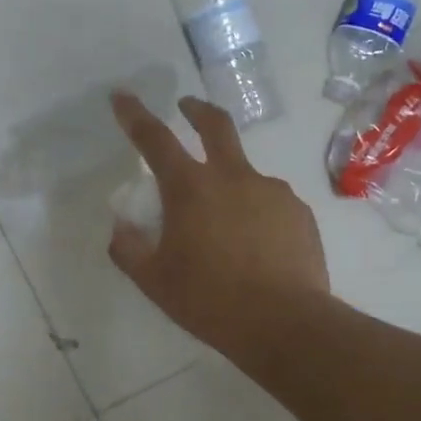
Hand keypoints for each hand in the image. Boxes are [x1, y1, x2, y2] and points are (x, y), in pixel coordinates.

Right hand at [108, 93, 327, 349]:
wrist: (285, 324)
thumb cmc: (209, 301)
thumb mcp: (154, 280)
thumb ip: (128, 248)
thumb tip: (121, 226)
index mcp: (191, 189)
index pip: (155, 139)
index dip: (135, 115)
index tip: (122, 96)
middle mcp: (233, 177)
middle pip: (215, 126)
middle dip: (196, 110)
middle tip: (187, 107)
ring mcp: (272, 192)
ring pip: (245, 173)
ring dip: (229, 182)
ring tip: (226, 226)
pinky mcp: (299, 213)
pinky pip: (270, 203)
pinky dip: (256, 213)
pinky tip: (257, 246)